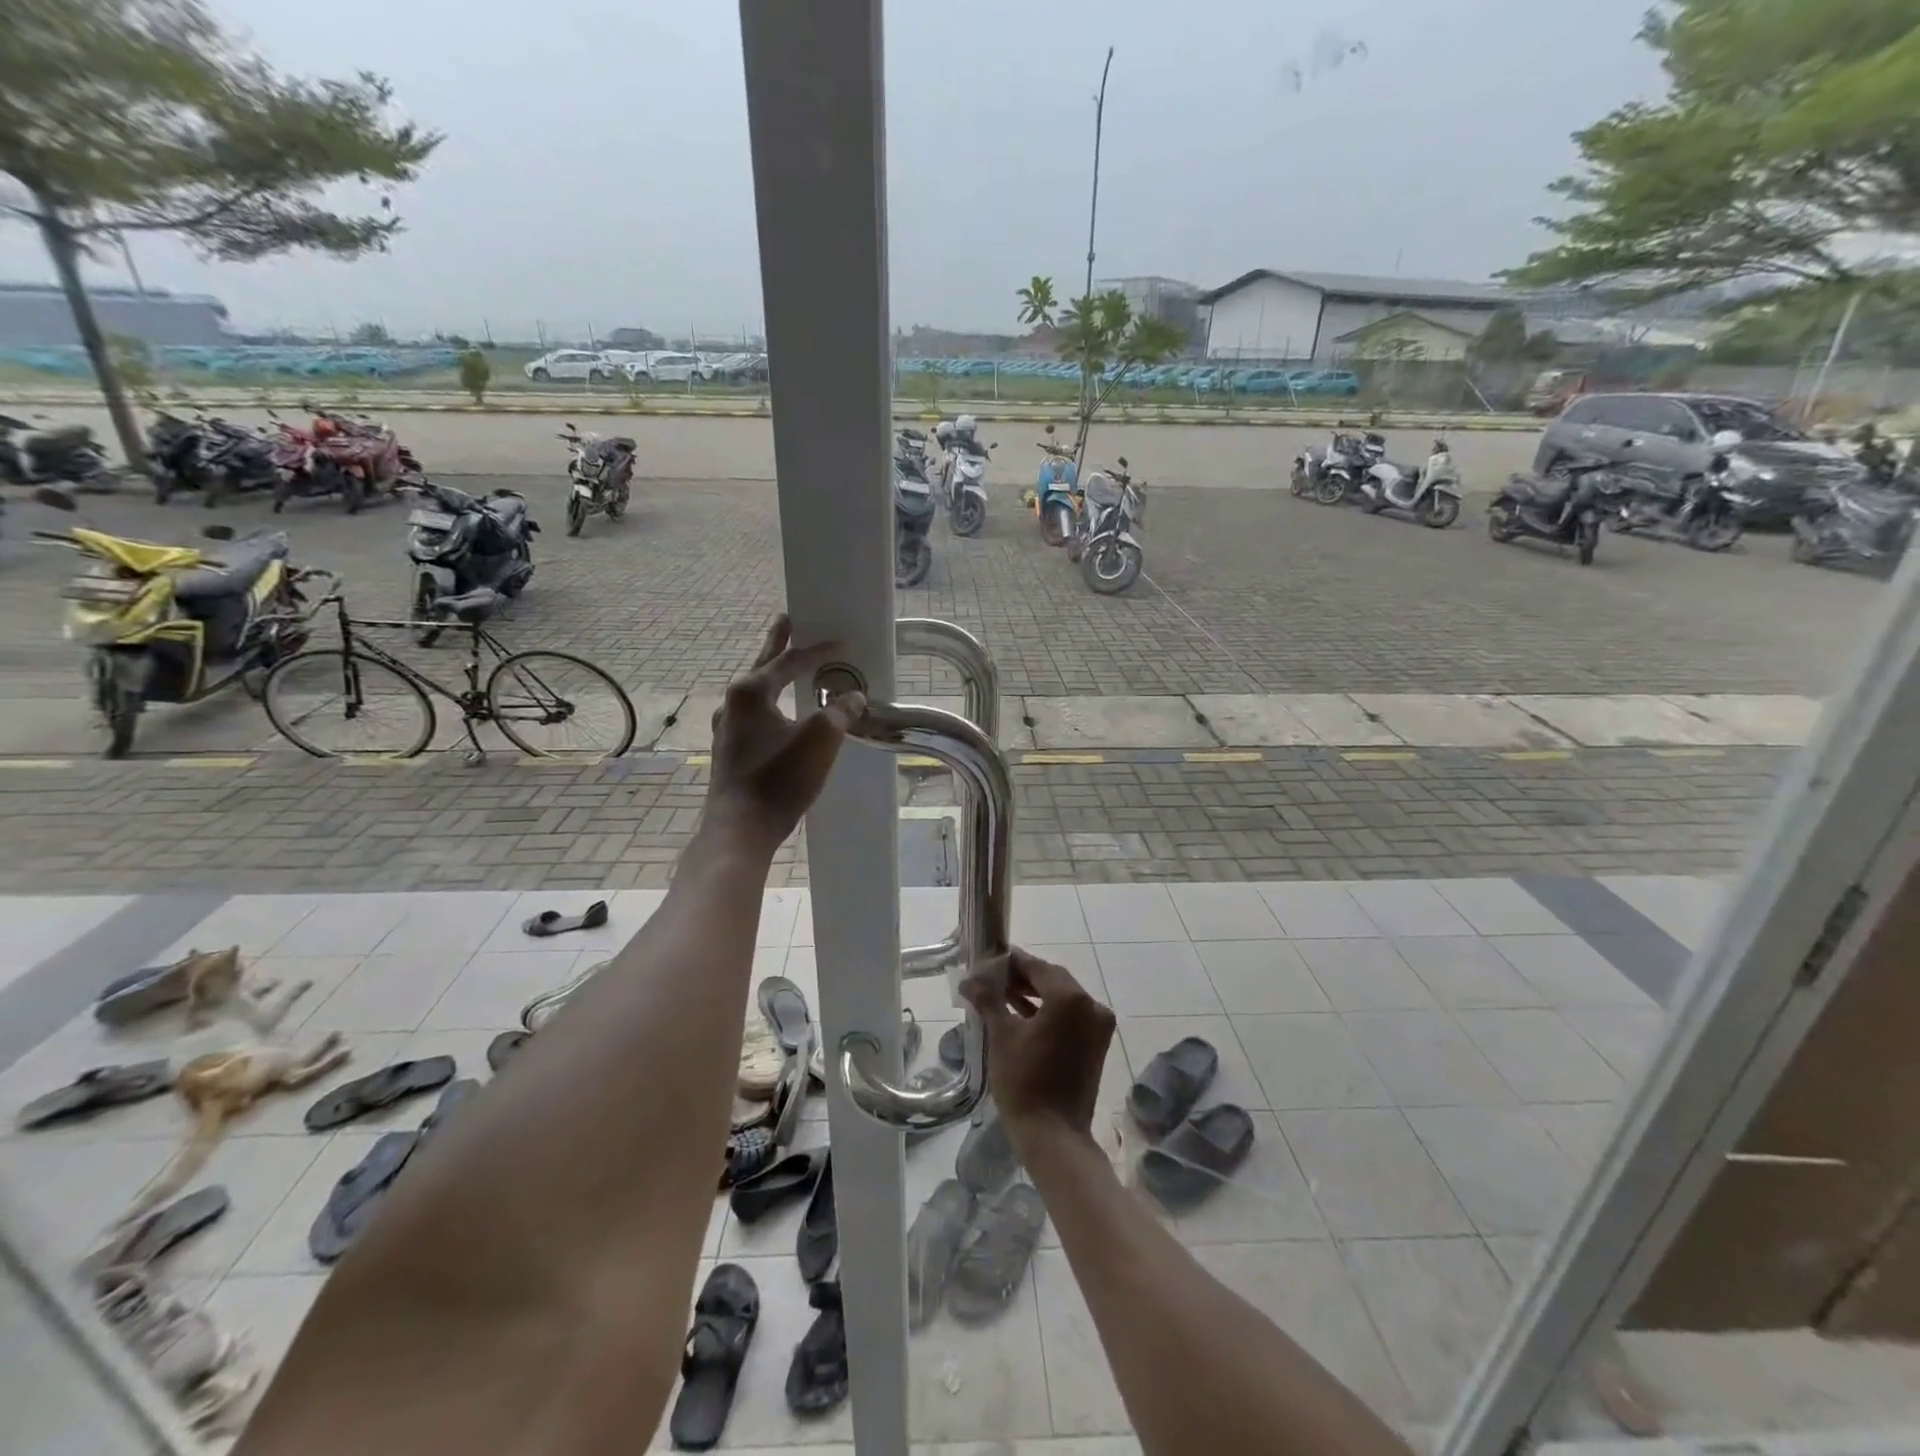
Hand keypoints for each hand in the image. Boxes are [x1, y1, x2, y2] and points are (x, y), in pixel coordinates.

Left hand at [705, 615, 863, 852]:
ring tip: (784, 666)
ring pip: (755, 692)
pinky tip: (776, 715)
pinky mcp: (729, 752)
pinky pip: (754, 715)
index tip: (842, 643)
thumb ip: (839, 711)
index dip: (819, 651)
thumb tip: (853, 697)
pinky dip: (770, 704)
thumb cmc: (780, 778)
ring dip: (772, 676)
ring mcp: (727, 728)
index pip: (790, 661)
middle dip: (777, 643)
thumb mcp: (821, 739)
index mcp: (751, 691)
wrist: (740, 828)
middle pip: (762, 665)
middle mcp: (733, 703)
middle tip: (786, 620)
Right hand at [962, 948, 1114, 1146]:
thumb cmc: (1024, 1081)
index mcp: (1070, 998)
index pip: (1037, 967)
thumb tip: (969, 979)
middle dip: (1022, 977)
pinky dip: (1048, 1012)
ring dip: (1034, 994)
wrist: (1053, 1135)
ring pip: (1062, 998)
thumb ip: (988, 999)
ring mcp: (1097, 1026)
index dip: (1011, 962)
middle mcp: (1091, 1005)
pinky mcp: (1096, 1044)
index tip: (988, 960)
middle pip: (1052, 979)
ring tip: (1001, 994)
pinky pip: (1070, 1016)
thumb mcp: (1001, 1035)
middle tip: (992, 978)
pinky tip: (1020, 1012)